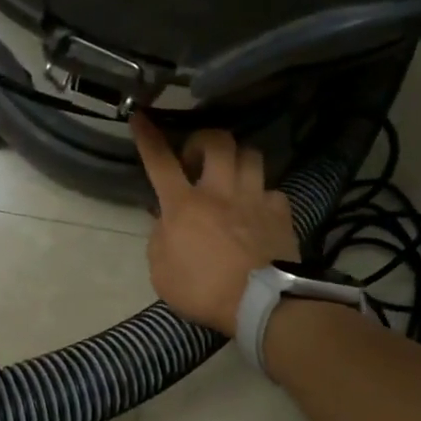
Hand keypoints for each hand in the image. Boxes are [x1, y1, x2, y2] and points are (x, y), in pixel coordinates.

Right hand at [131, 112, 297, 335]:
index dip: (148, 137)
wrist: (260, 303)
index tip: (140, 117)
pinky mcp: (281, 213)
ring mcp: (254, 199)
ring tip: (232, 177)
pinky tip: (259, 210)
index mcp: (184, 205)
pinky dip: (264, 196)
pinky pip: (273, 191)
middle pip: (217, 141)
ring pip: (251, 155)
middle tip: (197, 159)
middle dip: (204, 140)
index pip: (160, 162)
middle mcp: (220, 192)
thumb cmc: (202, 291)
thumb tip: (164, 220)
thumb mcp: (162, 272)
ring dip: (238, 160)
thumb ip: (160, 240)